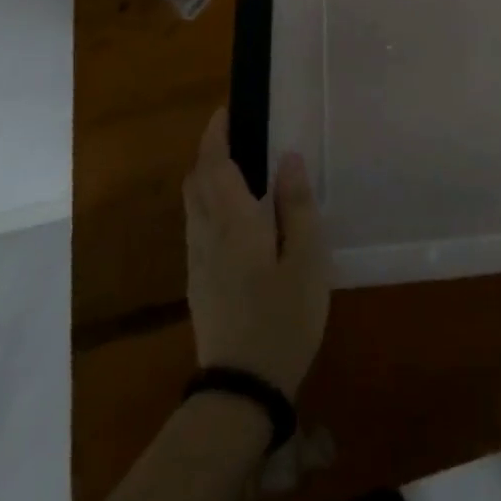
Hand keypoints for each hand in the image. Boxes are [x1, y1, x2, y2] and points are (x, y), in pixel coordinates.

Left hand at [183, 109, 331, 397]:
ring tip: (241, 167)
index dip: (216, 134)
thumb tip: (288, 158)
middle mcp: (206, 234)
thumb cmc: (282, 318)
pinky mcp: (198, 282)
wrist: (241, 390)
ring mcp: (197, 261)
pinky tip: (238, 215)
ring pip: (193, 204)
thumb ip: (297, 205)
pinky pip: (198, 226)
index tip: (227, 110)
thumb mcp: (306, 259)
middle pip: (196, 181)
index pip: (214, 165)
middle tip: (240, 135)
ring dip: (208, 176)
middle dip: (210, 151)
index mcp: (232, 222)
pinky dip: (210, 202)